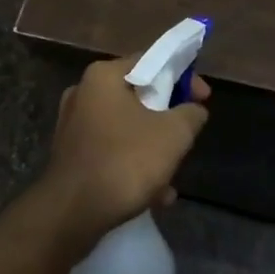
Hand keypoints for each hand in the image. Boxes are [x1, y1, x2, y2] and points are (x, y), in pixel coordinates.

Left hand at [38, 57, 210, 250]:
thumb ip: (191, 114)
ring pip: (126, 128)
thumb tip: (194, 109)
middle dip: (167, 118)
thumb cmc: (125, 161)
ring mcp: (73, 125)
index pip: (151, 61)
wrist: (72, 213)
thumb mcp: (174, 134)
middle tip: (187, 136)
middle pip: (138, 96)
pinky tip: (153, 195)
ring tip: (171, 177)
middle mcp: (83, 93)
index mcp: (103, 76)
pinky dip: (132, 166)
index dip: (184, 77)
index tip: (203, 98)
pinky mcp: (71, 155)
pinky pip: (111, 151)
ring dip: (152, 149)